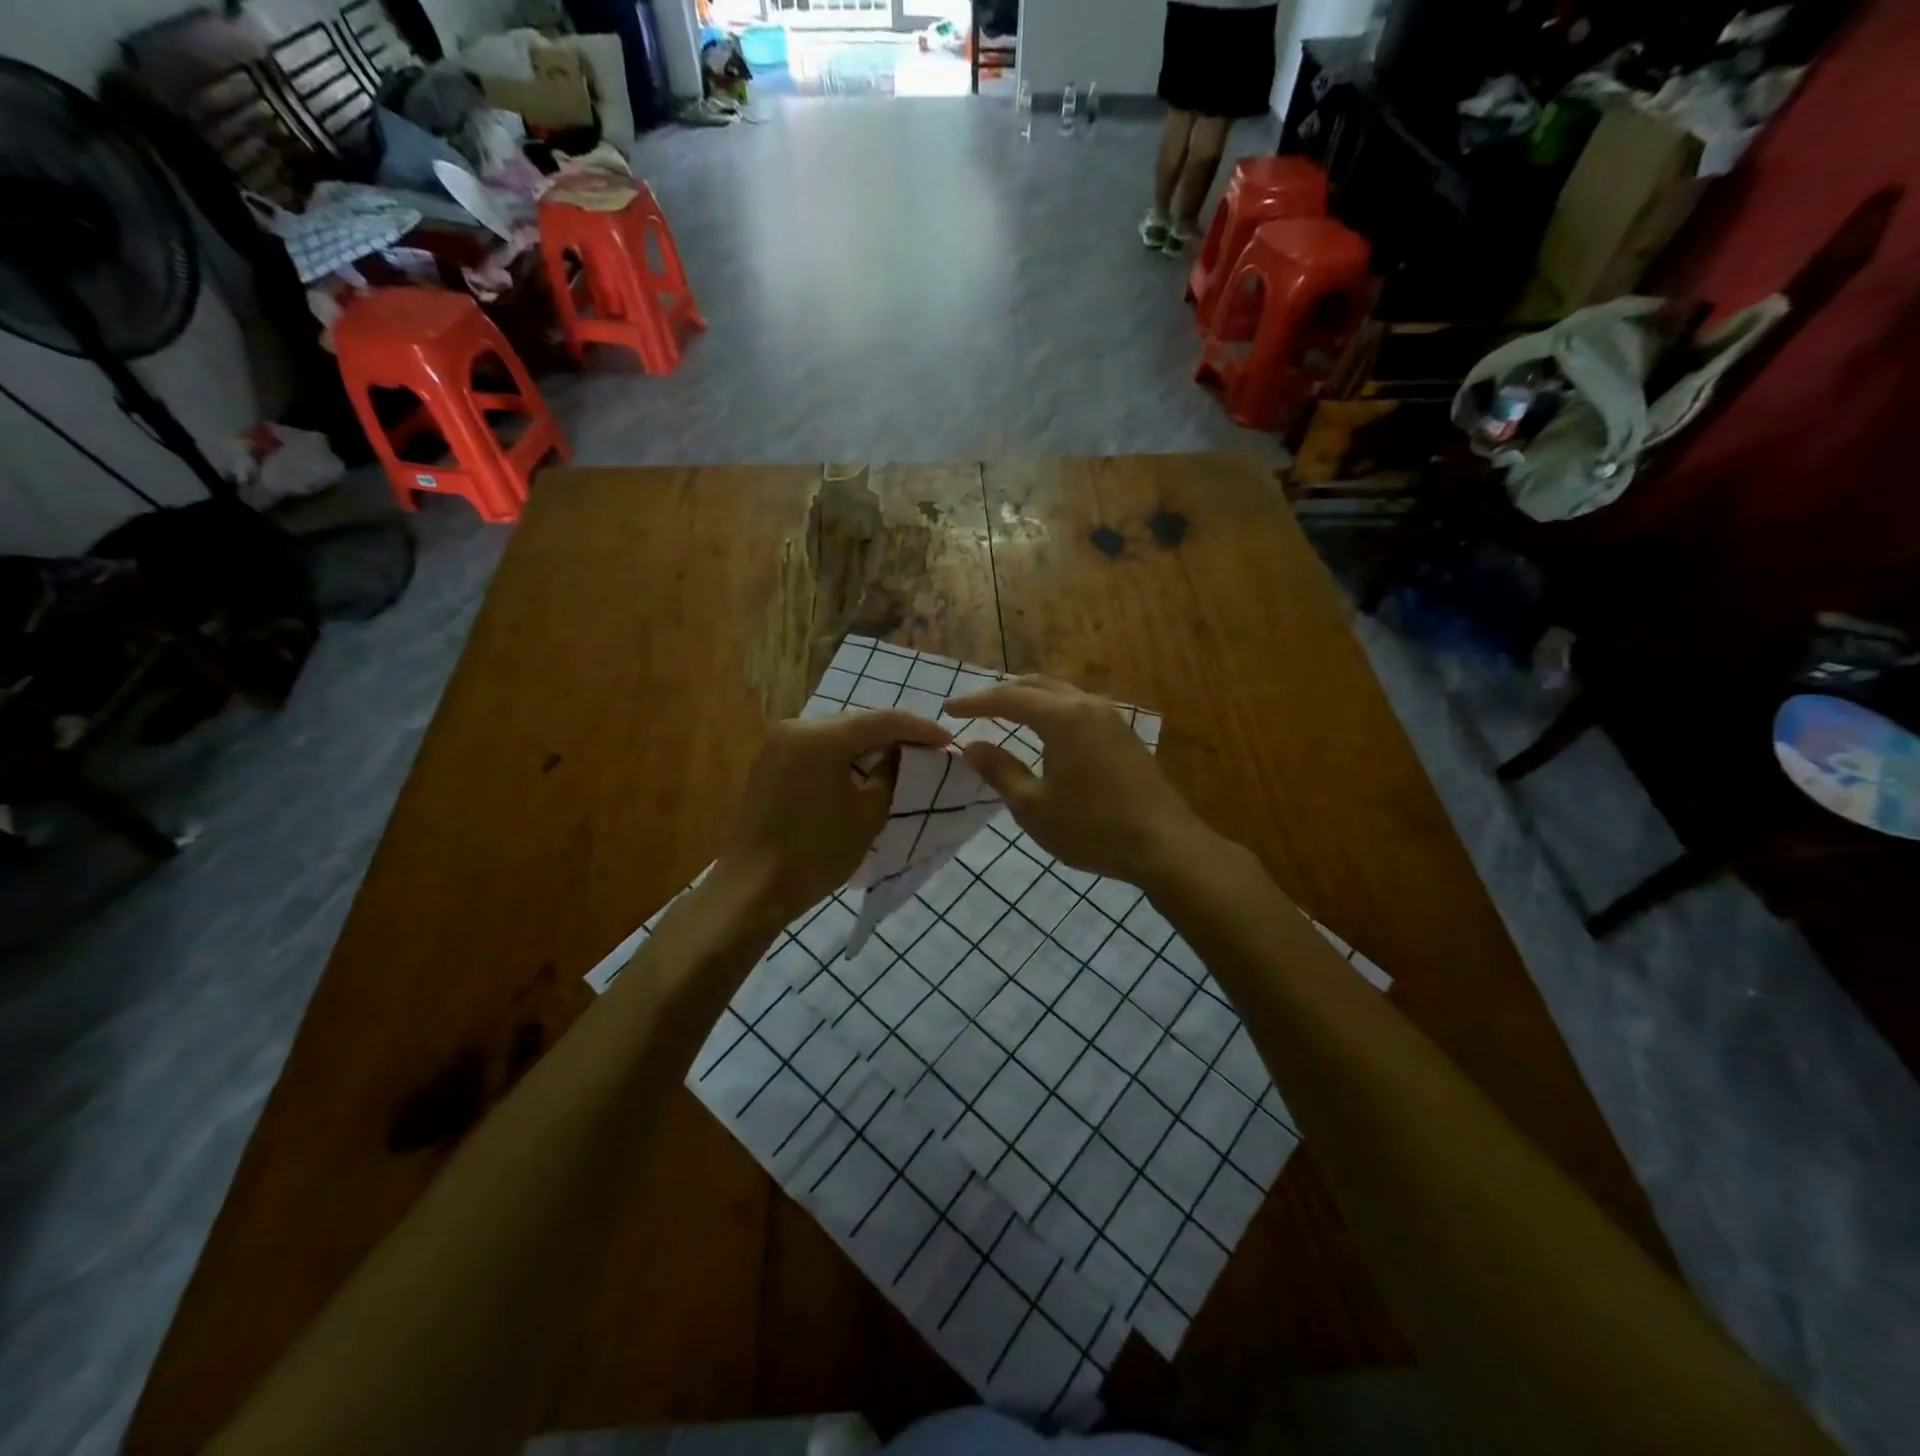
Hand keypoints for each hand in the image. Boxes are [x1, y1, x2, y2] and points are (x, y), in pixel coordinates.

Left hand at [715, 709, 949, 926]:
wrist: (754, 889)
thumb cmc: (817, 853)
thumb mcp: (869, 813)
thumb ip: (890, 773)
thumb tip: (900, 753)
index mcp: (821, 737)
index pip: (882, 720)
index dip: (919, 728)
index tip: (947, 740)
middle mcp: (796, 727)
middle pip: (857, 722)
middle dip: (894, 733)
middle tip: (928, 747)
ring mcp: (778, 743)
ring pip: (837, 733)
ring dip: (868, 744)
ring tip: (902, 756)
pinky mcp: (770, 762)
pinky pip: (817, 747)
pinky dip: (844, 754)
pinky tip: (864, 767)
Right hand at [945, 675, 1213, 888]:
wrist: (1164, 845)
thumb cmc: (1091, 827)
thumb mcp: (1033, 806)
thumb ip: (1000, 771)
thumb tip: (973, 746)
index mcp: (1063, 718)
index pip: (1010, 698)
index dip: (976, 702)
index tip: (949, 709)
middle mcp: (1088, 707)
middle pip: (1038, 685)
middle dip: (1003, 693)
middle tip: (975, 707)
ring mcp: (1112, 719)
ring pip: (1062, 694)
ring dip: (1031, 699)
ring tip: (1006, 714)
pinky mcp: (1125, 737)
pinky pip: (1079, 709)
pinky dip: (1053, 711)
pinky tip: (1047, 733)